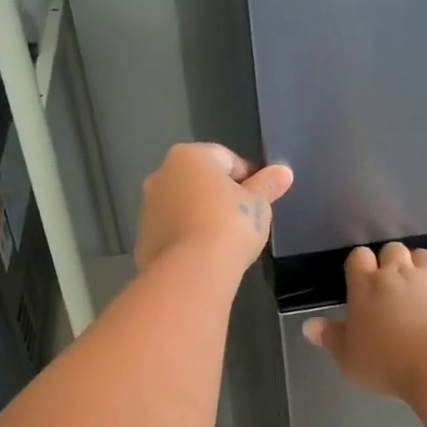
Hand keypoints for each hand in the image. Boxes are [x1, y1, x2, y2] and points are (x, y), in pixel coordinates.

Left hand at [134, 143, 293, 275]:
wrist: (192, 270)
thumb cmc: (230, 224)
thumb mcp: (258, 204)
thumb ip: (267, 185)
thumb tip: (283, 172)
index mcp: (189, 156)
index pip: (226, 159)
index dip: (247, 178)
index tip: (259, 200)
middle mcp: (161, 174)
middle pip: (199, 180)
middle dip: (219, 196)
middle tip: (242, 220)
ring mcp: (147, 207)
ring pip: (182, 205)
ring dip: (201, 216)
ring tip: (223, 240)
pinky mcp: (142, 238)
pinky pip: (172, 231)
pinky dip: (186, 237)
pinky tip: (204, 254)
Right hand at [303, 243, 426, 398]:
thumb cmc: (386, 361)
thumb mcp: (349, 358)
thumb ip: (330, 338)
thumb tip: (309, 326)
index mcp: (365, 285)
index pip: (358, 257)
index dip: (358, 264)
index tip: (357, 281)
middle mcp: (396, 275)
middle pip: (391, 248)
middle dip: (388, 260)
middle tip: (385, 285)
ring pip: (419, 255)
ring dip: (414, 265)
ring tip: (411, 287)